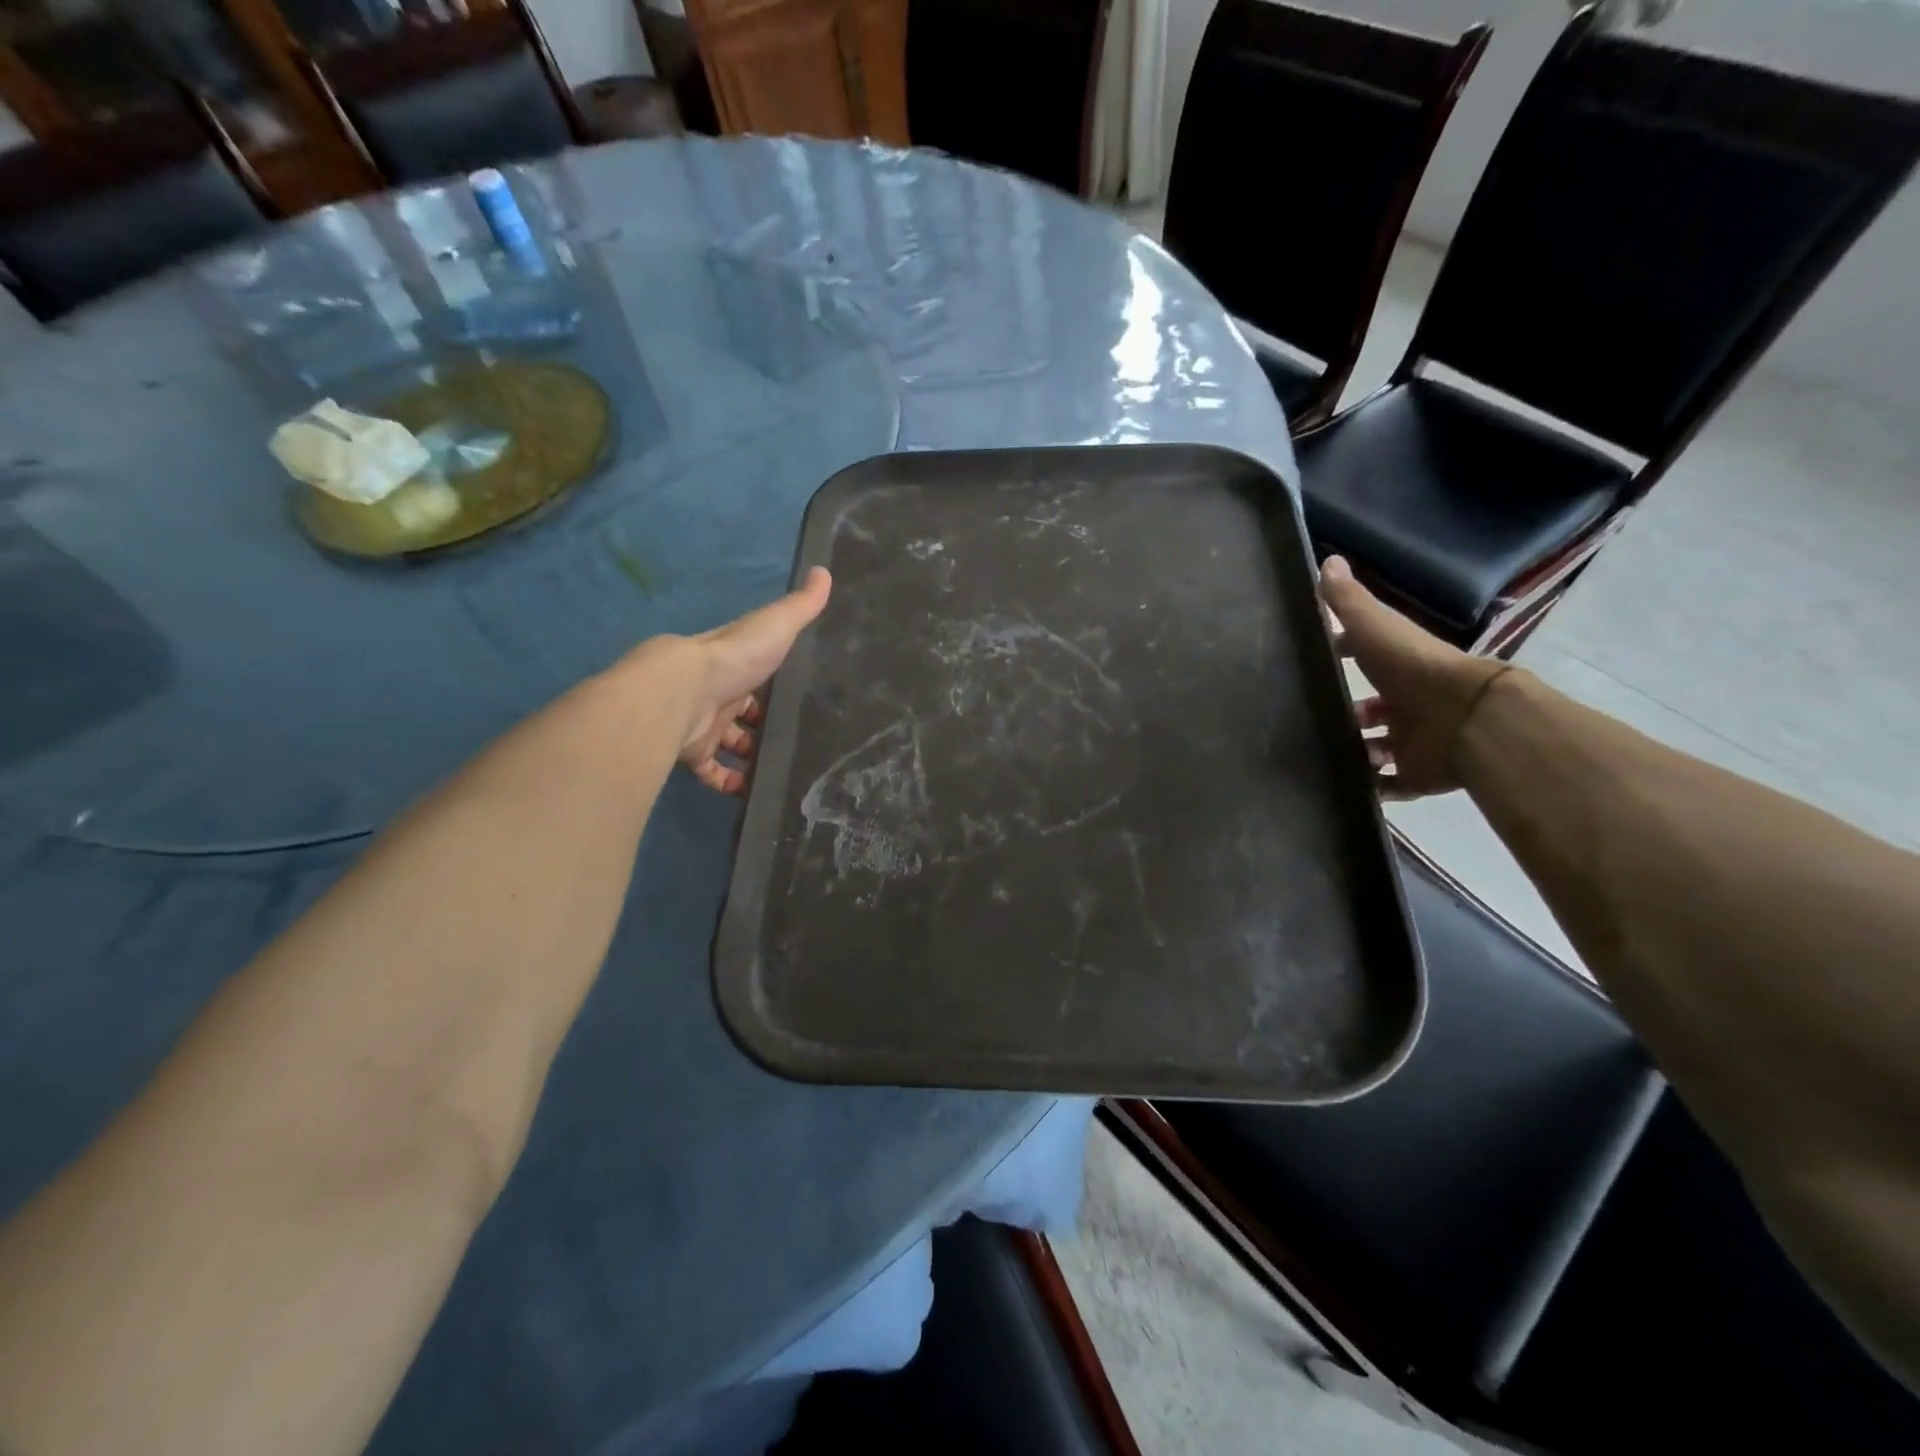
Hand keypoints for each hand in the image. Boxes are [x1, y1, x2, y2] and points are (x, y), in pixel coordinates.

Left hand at [674, 567, 831, 794]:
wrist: (681, 691)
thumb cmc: (734, 658)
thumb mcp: (776, 626)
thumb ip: (802, 606)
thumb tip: (825, 571)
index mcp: (735, 664)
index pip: (755, 674)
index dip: (772, 687)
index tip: (794, 702)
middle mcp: (716, 693)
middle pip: (740, 711)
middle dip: (759, 725)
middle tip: (792, 741)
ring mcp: (702, 724)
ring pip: (727, 743)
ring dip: (748, 756)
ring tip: (779, 769)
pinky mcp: (692, 753)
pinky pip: (711, 773)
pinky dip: (728, 783)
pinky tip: (751, 791)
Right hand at [1320, 557, 1508, 798]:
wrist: (1463, 719)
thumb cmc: (1413, 669)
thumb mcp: (1374, 628)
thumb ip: (1348, 601)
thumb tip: (1327, 558)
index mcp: (1400, 666)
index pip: (1366, 656)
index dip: (1343, 654)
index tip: (1315, 659)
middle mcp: (1408, 702)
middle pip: (1373, 708)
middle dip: (1349, 713)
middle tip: (1313, 718)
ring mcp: (1415, 741)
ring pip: (1379, 747)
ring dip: (1356, 750)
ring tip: (1322, 754)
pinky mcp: (1417, 775)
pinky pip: (1389, 784)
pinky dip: (1370, 787)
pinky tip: (1341, 785)